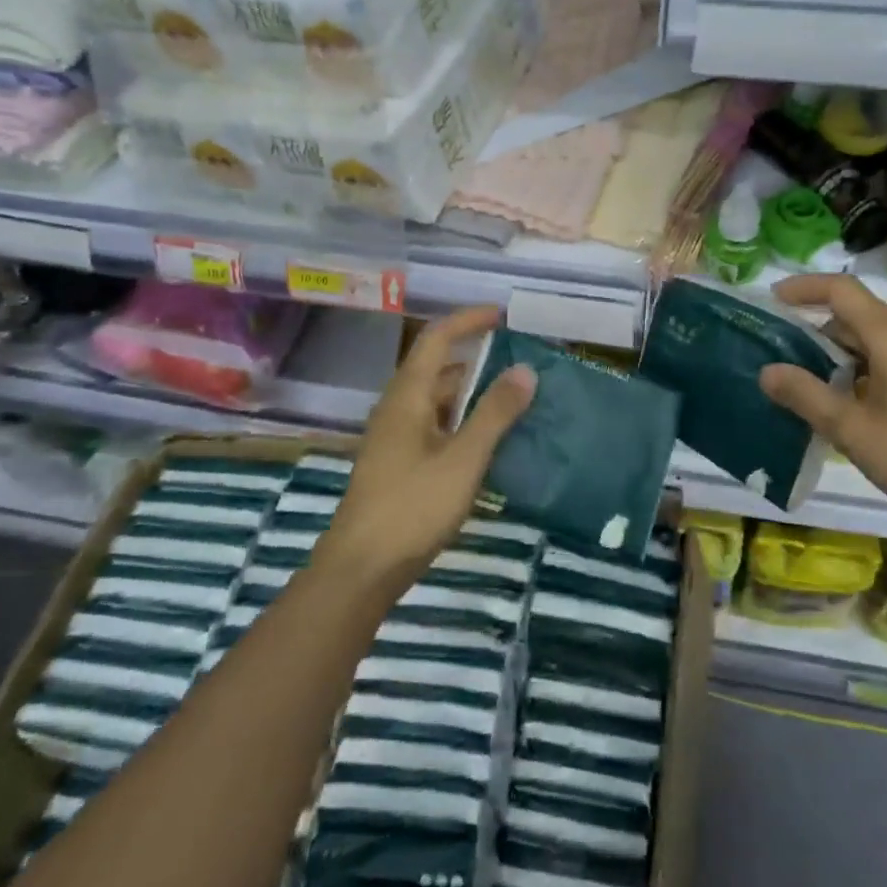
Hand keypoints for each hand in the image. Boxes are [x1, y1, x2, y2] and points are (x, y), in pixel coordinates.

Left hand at [324, 307, 536, 583]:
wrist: (360, 570)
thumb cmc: (412, 507)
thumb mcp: (463, 459)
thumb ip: (495, 413)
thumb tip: (526, 370)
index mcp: (408, 396)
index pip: (437, 338)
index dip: (468, 320)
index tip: (503, 316)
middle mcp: (397, 408)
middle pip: (437, 367)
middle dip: (476, 356)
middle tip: (518, 359)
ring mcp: (395, 437)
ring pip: (437, 399)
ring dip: (471, 391)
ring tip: (512, 396)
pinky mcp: (398, 463)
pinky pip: (435, 425)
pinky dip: (462, 420)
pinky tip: (488, 440)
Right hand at [757, 274, 886, 536]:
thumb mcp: (852, 428)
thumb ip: (806, 396)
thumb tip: (767, 370)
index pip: (840, 290)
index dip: (803, 288)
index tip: (770, 302)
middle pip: (852, 314)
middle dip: (810, 325)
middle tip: (773, 349)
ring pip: (866, 341)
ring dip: (830, 352)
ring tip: (795, 378)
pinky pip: (880, 362)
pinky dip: (851, 371)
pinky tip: (833, 402)